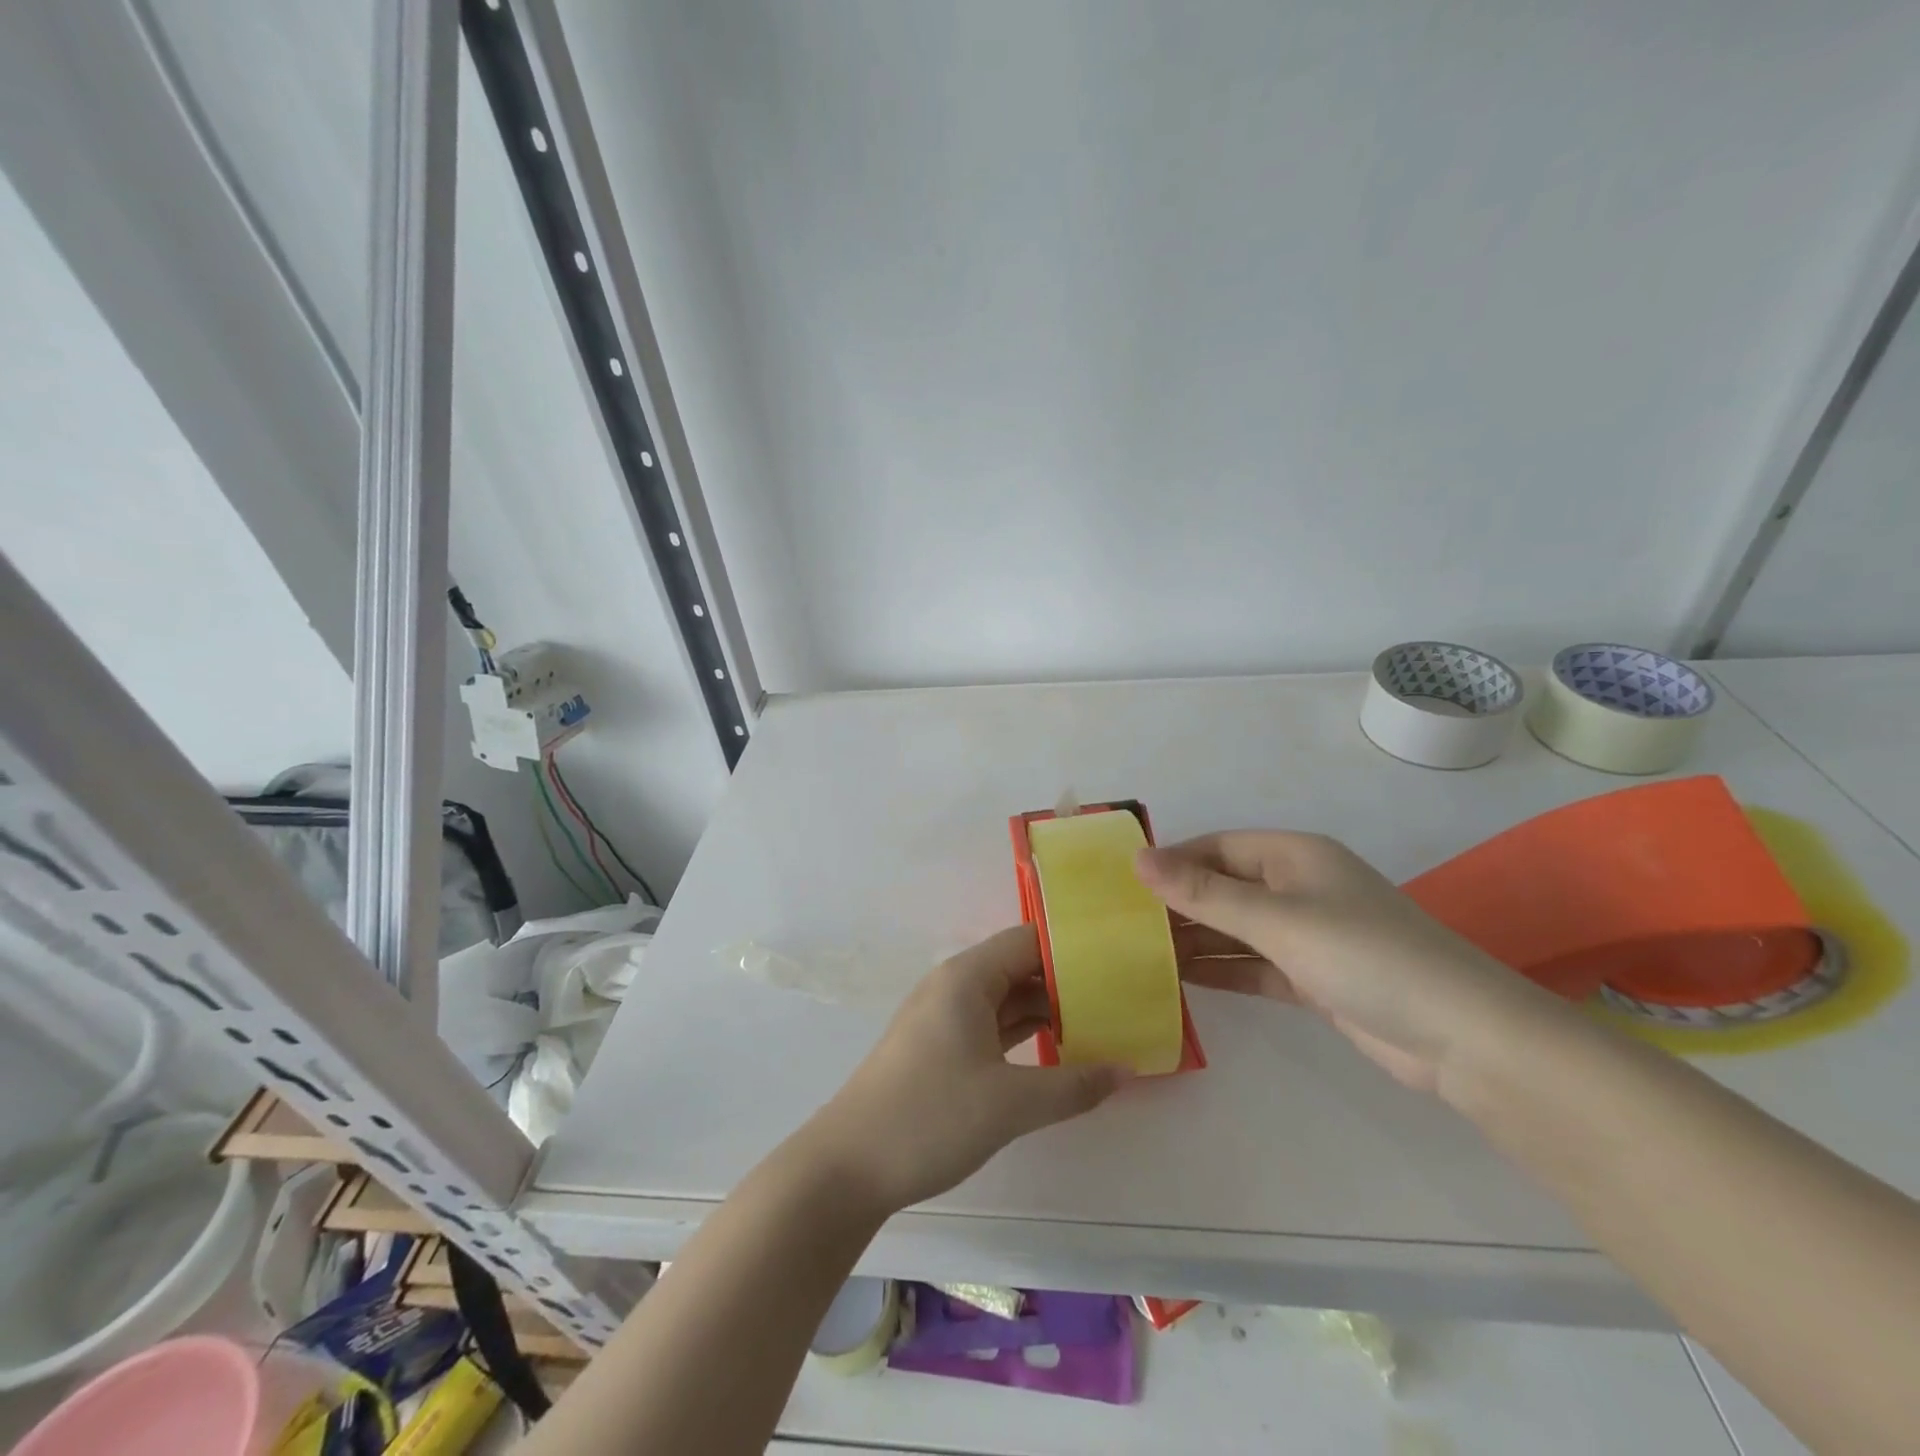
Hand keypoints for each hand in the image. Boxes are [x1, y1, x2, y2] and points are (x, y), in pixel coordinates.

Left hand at [803, 925, 1126, 1215]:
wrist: (849, 1165)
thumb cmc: (929, 1117)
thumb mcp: (1010, 1103)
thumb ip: (1073, 1085)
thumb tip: (1127, 1070)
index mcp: (966, 977)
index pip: (1029, 941)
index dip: (1073, 948)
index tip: (1118, 962)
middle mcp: (955, 986)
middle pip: (1019, 968)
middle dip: (1067, 982)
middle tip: (1122, 998)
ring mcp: (944, 1017)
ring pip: (1006, 999)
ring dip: (1049, 1011)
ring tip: (1103, 1023)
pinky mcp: (940, 1047)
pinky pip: (992, 1025)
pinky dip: (1025, 1033)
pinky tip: (1059, 1051)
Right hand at [1139, 832, 1563, 1096]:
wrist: (1461, 1037)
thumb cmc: (1364, 956)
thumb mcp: (1276, 919)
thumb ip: (1204, 893)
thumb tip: (1138, 859)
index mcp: (1293, 855)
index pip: (1217, 847)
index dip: (1171, 861)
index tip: (1122, 884)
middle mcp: (1298, 887)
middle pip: (1224, 887)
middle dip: (1178, 904)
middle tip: (1121, 924)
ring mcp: (1308, 934)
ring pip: (1236, 929)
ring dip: (1196, 940)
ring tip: (1139, 953)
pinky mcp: (1314, 977)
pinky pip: (1254, 965)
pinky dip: (1222, 971)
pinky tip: (1182, 980)